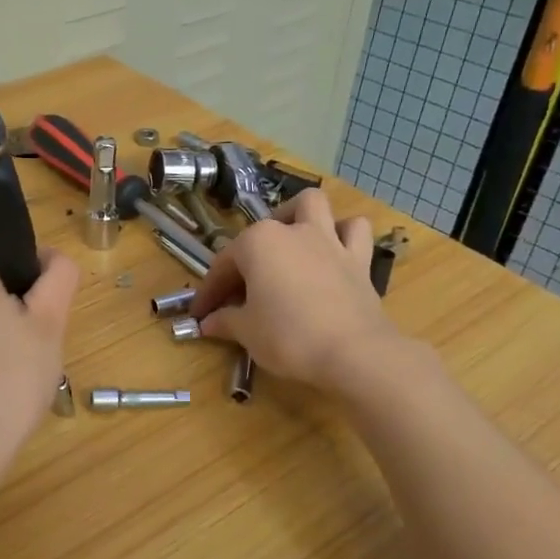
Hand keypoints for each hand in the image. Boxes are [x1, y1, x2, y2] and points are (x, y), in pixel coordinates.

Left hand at [0, 242, 78, 488]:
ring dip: (2, 333)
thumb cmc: (6, 377)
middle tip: (37, 344)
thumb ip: (59, 277)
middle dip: (18, 306)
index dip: (33, 273)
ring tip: (17, 372)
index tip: (46, 311)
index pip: (3, 246)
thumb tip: (53, 258)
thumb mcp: (50, 322)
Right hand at [193, 190, 403, 392]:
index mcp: (257, 243)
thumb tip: (208, 322)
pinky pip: (354, 232)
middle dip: (247, 257)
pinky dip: (343, 234)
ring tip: (289, 242)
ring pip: (313, 206)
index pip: (223, 265)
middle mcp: (291, 231)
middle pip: (261, 234)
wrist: (353, 353)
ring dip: (299, 217)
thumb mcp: (247, 332)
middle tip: (242, 290)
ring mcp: (328, 240)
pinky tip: (333, 251)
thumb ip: (225, 321)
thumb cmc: (289, 337)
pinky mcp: (358, 259)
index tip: (201, 314)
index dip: (209, 292)